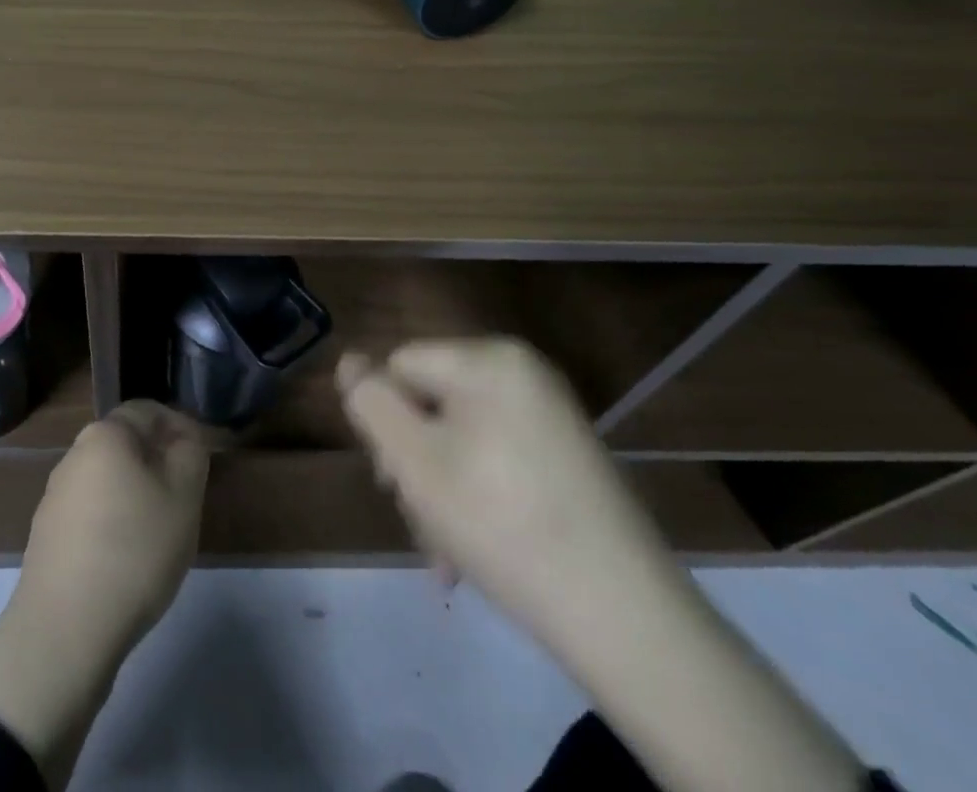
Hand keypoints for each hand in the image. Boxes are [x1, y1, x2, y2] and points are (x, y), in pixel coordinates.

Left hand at [0, 402, 207, 788]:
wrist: (65, 631)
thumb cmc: (134, 549)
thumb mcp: (183, 495)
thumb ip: (190, 453)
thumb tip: (181, 440)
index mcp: (104, 435)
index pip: (148, 411)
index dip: (181, 427)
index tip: (202, 460)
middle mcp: (73, 456)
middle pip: (126, 446)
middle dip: (158, 463)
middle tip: (185, 498)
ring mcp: (55, 498)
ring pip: (108, 481)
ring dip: (136, 496)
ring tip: (160, 534)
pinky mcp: (46, 538)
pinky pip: (91, 515)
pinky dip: (114, 526)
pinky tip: (127, 562)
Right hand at [338, 339, 670, 634]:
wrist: (627, 618)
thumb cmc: (502, 524)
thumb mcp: (415, 461)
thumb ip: (371, 403)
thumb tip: (349, 361)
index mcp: (488, 358)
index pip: (400, 366)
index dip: (386, 422)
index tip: (395, 484)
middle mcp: (522, 372)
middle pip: (432, 402)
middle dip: (416, 462)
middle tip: (423, 524)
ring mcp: (551, 413)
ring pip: (461, 437)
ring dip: (442, 489)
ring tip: (448, 554)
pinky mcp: (569, 454)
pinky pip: (499, 458)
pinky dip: (480, 496)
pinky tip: (477, 551)